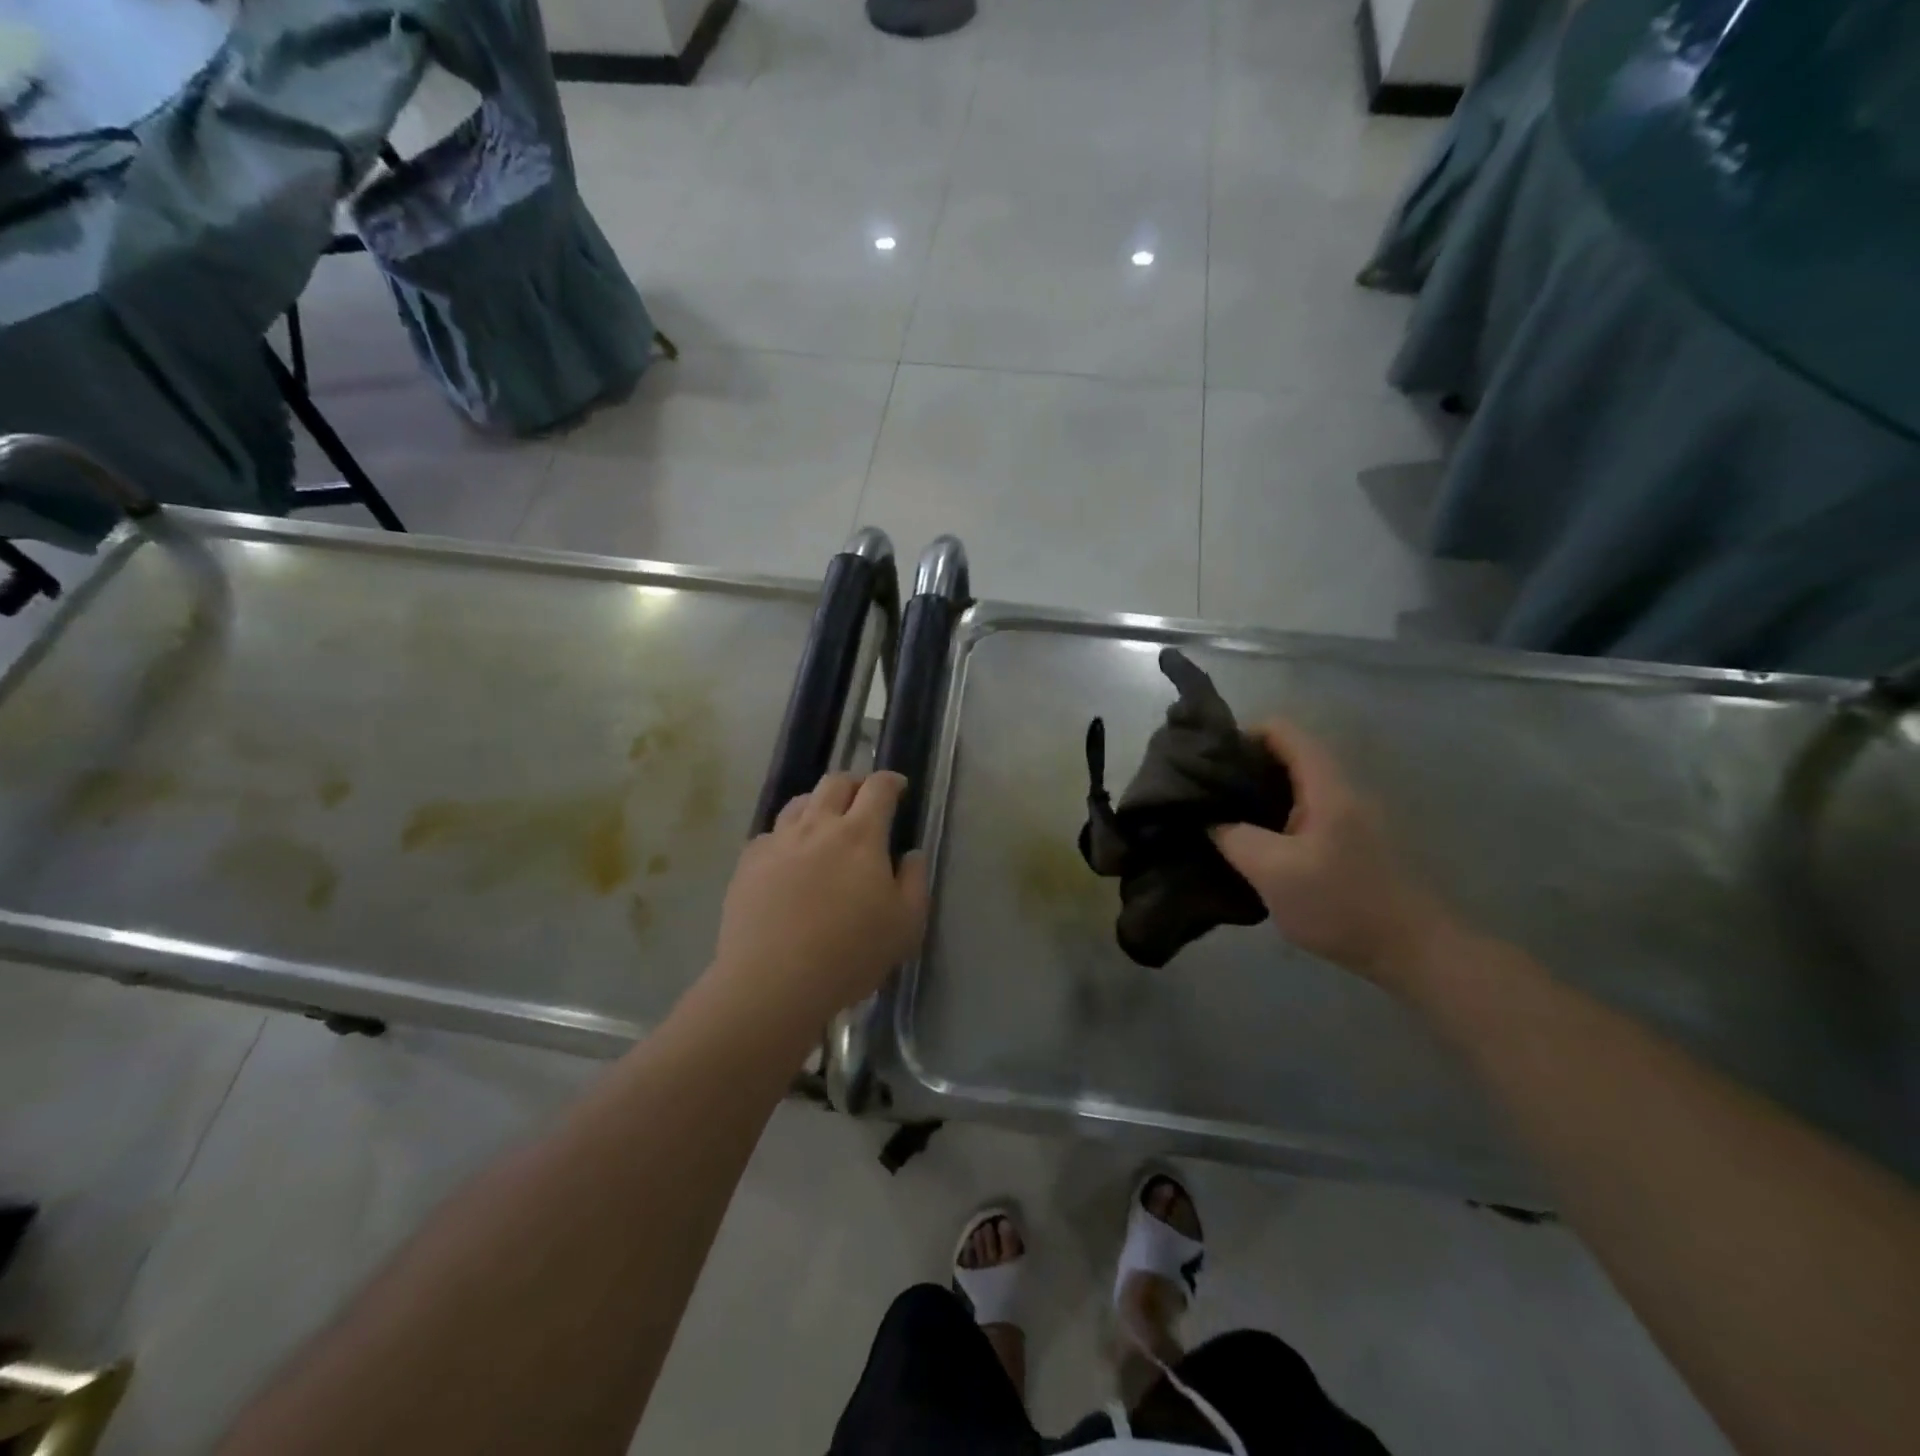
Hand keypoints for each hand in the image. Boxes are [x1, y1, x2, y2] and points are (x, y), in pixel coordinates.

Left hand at [710, 771, 929, 1025]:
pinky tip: (788, 858)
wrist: (773, 982)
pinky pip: (770, 834)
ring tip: (824, 822)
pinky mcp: (749, 863)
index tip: (898, 787)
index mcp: (860, 835)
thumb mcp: (905, 925)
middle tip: (863, 799)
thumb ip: (914, 881)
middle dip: (854, 782)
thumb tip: (911, 854)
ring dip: (818, 803)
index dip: (891, 781)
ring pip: (799, 802)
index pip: (878, 788)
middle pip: (835, 783)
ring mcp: (778, 842)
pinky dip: (786, 836)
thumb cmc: (850, 954)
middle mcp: (818, 826)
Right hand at [1210, 720, 1455, 986]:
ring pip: (1294, 785)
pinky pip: (1304, 811)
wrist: (1412, 951)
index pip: (1281, 730)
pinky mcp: (1350, 840)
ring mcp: (1348, 815)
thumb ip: (1233, 837)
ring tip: (1221, 817)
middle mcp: (1340, 789)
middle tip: (1206, 793)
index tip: (1207, 763)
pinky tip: (1254, 843)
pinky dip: (1274, 816)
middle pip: (1286, 754)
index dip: (1241, 735)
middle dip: (1243, 767)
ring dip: (1257, 795)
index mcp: (1325, 785)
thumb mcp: (1273, 872)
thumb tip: (1208, 818)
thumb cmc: (1341, 904)